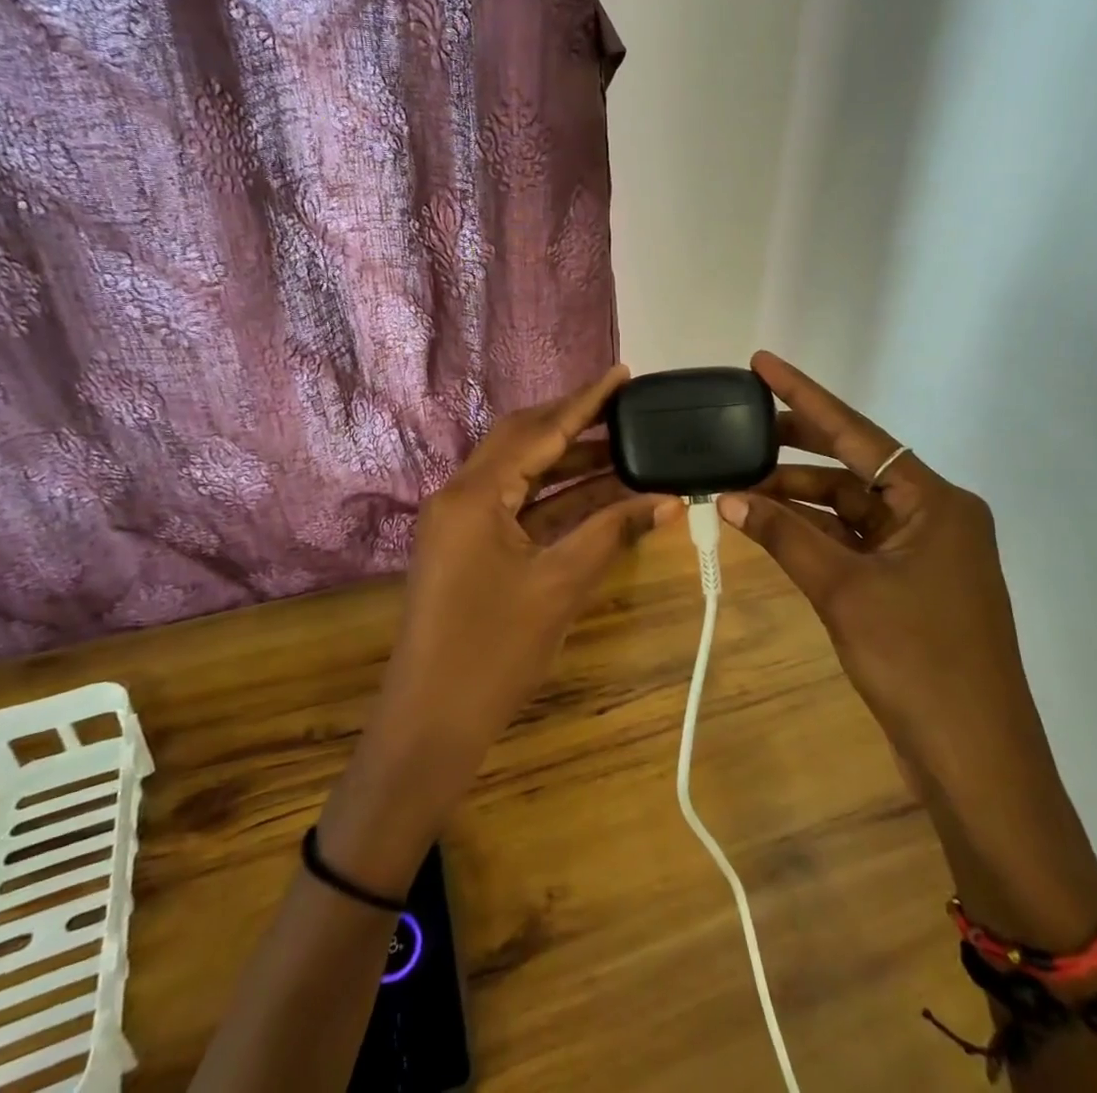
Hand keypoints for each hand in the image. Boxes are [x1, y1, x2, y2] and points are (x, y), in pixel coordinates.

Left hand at [321, 366, 680, 893]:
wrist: (430, 724)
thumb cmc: (494, 653)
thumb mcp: (560, 586)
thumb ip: (611, 533)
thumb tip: (667, 500)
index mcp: (475, 493)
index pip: (539, 431)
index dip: (585, 401)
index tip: (621, 373)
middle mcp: (460, 494)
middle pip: (522, 440)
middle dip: (573, 422)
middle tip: (623, 405)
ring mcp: (458, 521)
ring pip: (519, 472)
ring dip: (566, 460)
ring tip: (620, 443)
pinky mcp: (465, 546)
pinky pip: (514, 505)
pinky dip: (553, 496)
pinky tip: (594, 491)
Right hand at [717, 351, 1031, 775]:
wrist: (974, 760)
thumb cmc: (917, 662)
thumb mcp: (843, 591)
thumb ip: (784, 537)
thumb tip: (728, 499)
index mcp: (935, 502)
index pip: (858, 433)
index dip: (804, 396)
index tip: (761, 364)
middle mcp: (935, 515)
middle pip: (855, 464)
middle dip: (797, 445)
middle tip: (741, 425)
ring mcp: (925, 552)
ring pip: (851, 506)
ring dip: (799, 497)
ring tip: (741, 484)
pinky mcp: (912, 585)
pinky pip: (855, 540)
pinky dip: (815, 533)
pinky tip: (772, 526)